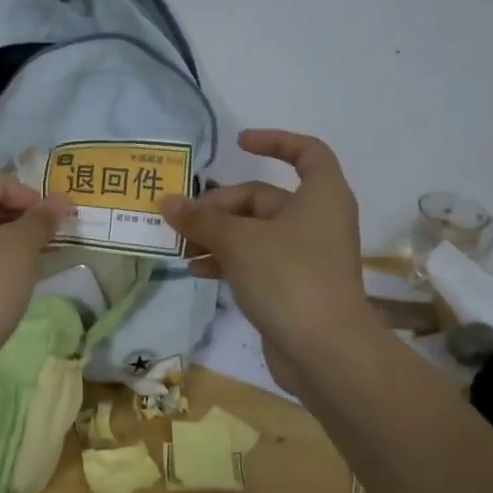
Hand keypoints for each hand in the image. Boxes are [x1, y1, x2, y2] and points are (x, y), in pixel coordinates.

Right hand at [161, 130, 369, 392]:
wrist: (326, 351)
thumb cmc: (289, 278)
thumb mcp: (239, 242)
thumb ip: (202, 219)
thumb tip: (167, 201)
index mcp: (320, 196)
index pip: (306, 152)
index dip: (275, 141)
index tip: (239, 144)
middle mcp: (316, 220)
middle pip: (262, 197)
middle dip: (219, 207)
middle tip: (181, 222)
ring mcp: (304, 255)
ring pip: (253, 232)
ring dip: (216, 236)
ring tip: (180, 249)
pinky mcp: (291, 285)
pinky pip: (254, 261)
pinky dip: (227, 261)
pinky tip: (196, 270)